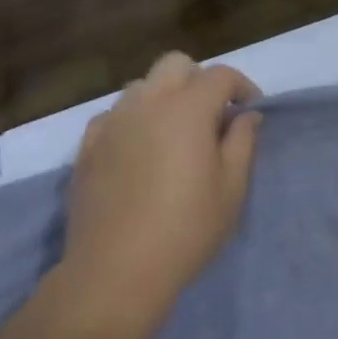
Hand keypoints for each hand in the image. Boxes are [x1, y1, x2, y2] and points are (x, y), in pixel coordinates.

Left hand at [60, 54, 262, 323]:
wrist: (114, 273)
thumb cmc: (186, 229)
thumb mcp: (232, 188)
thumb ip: (243, 142)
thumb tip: (247, 115)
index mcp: (187, 109)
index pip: (220, 76)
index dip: (241, 87)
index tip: (250, 110)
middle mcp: (147, 104)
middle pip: (176, 64)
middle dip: (200, 80)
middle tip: (212, 115)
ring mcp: (112, 123)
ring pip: (142, 86)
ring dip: (164, 97)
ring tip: (174, 133)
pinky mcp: (87, 148)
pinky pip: (113, 115)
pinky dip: (132, 120)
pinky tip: (139, 151)